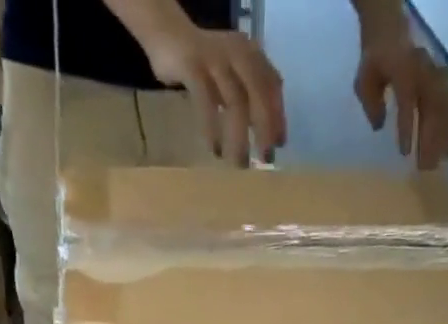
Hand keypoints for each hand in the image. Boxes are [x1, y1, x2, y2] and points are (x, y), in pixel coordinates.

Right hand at [143, 19, 286, 164]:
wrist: (168, 36)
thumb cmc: (204, 66)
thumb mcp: (233, 78)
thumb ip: (249, 97)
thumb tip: (266, 133)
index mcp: (250, 53)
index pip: (272, 84)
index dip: (278, 115)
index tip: (279, 144)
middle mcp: (237, 52)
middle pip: (258, 93)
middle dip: (264, 128)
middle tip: (264, 159)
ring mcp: (215, 59)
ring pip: (235, 102)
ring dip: (239, 137)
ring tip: (240, 163)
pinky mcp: (192, 67)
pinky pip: (206, 103)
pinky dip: (212, 129)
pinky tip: (215, 150)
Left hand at [352, 34, 447, 168]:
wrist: (390, 34)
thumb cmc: (375, 63)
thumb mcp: (364, 81)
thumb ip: (371, 102)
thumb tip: (378, 127)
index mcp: (403, 69)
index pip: (407, 100)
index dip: (407, 126)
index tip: (405, 153)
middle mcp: (423, 72)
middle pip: (431, 107)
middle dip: (429, 139)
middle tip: (425, 169)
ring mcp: (434, 76)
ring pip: (443, 109)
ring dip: (443, 137)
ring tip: (439, 164)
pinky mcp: (441, 83)